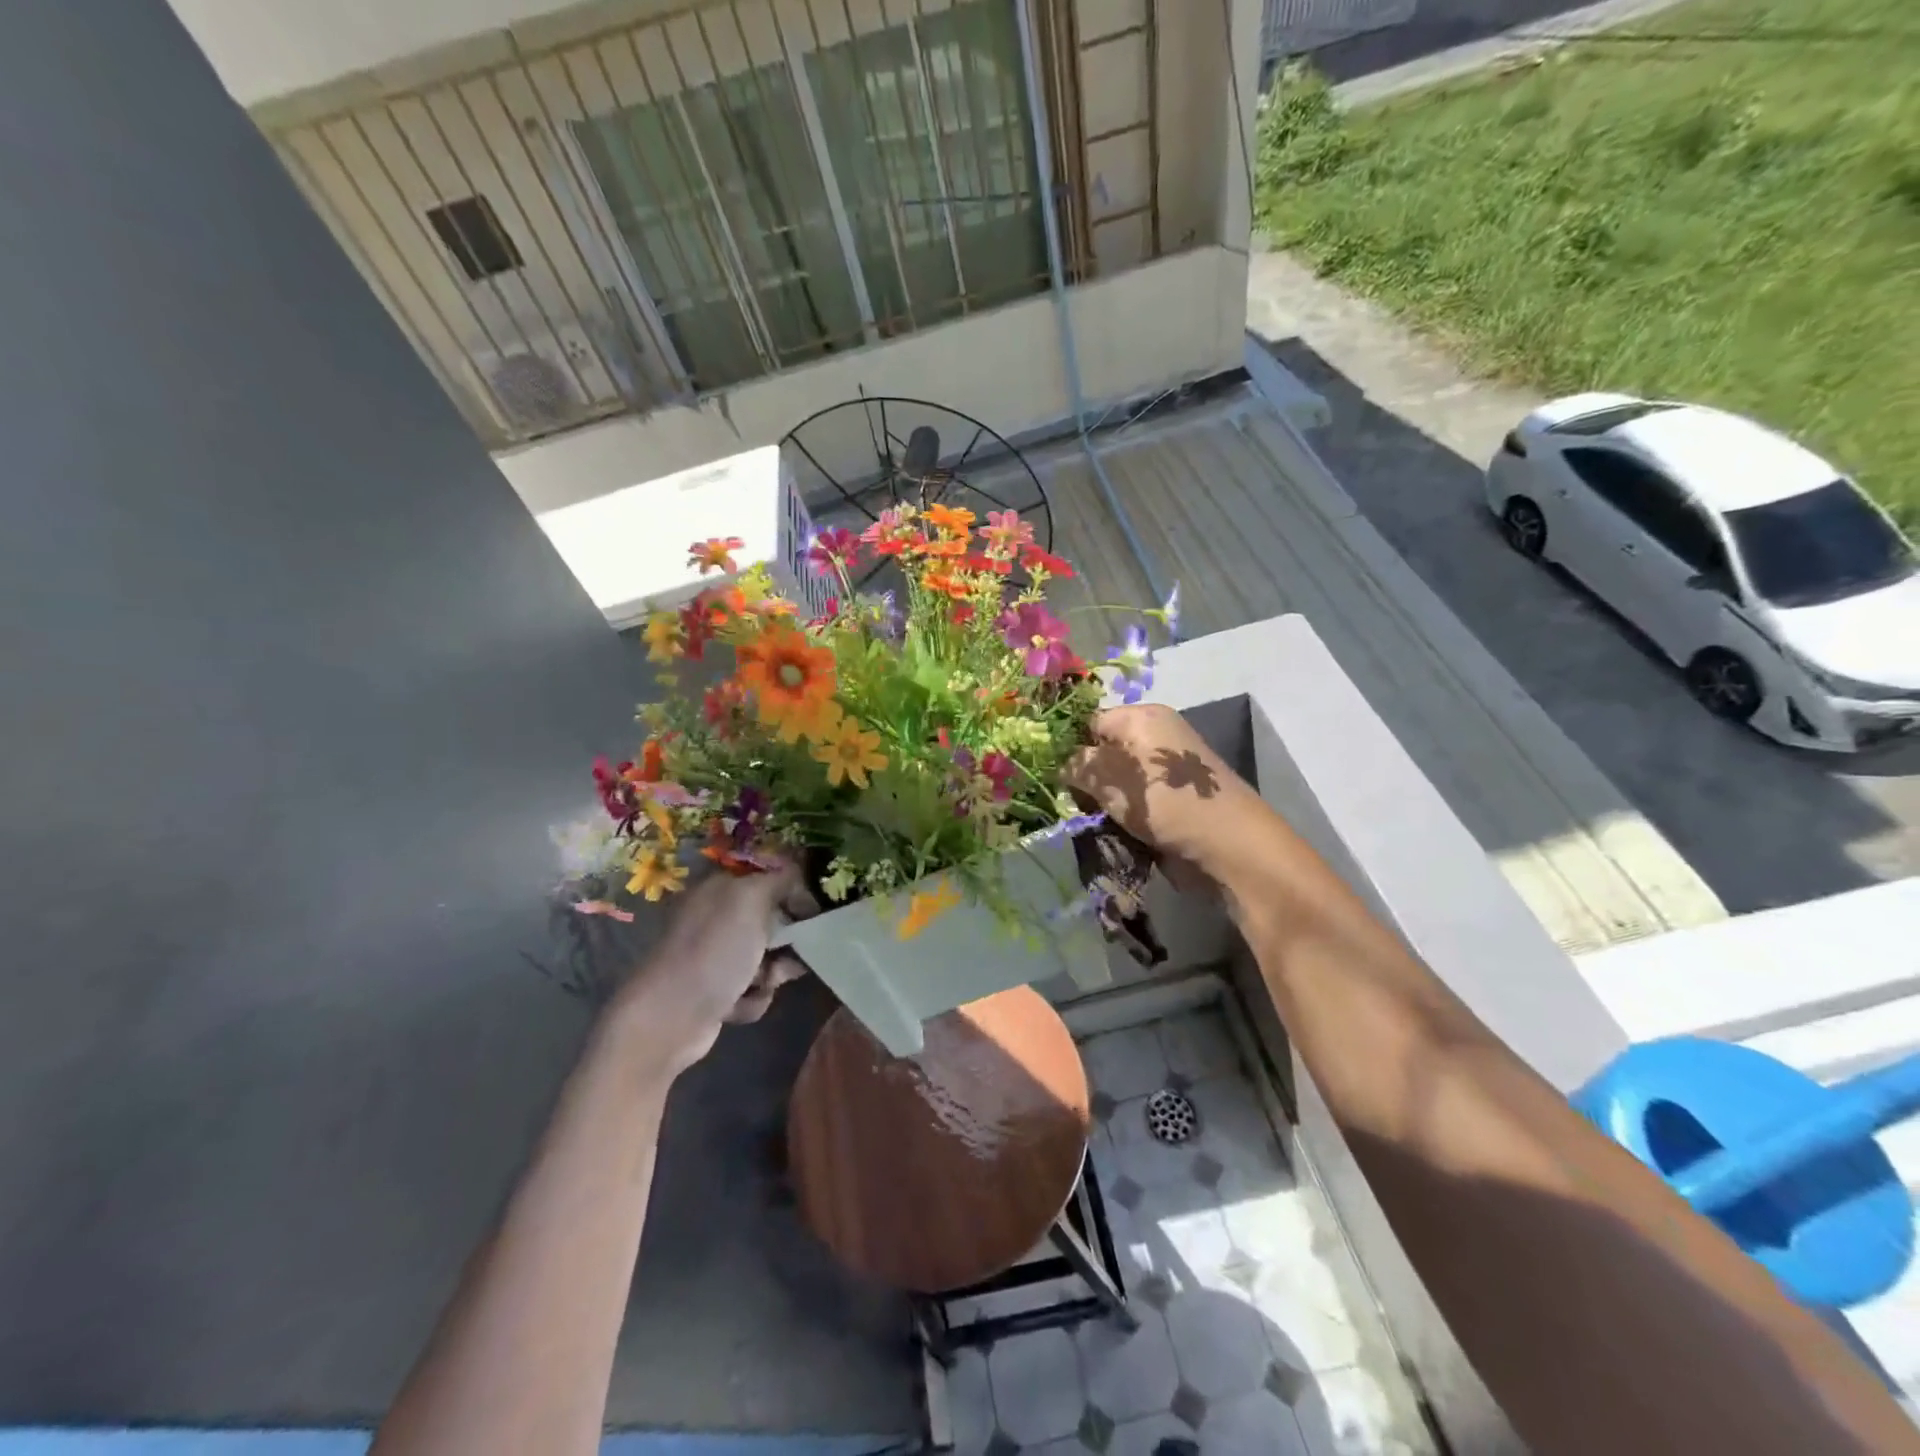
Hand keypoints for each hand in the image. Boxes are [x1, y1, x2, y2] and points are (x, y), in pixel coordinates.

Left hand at [605, 864, 813, 1079]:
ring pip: (766, 957)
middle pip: (772, 919)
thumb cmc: (715, 950)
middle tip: (794, 953)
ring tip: (762, 984)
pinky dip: (753, 998)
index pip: (769, 877)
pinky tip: (740, 1005)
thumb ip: (782, 879)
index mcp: (719, 887)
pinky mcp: (714, 991)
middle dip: (787, 940)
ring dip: (773, 972)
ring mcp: (713, 955)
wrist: (670, 1017)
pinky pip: (753, 988)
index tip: (814, 912)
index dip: (795, 892)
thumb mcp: (752, 898)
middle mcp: (714, 917)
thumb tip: (800, 880)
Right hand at [1067, 704, 1264, 886]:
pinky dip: (1121, 816)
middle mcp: (1156, 738)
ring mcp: (1166, 772)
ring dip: (1101, 802)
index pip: (1092, 721)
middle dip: (1084, 779)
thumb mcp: (1111, 777)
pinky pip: (1135, 802)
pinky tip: (1111, 831)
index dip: (1069, 745)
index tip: (1052, 774)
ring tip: (1091, 820)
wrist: (1227, 845)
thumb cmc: (1164, 801)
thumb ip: (1078, 765)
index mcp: (1143, 718)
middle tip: (1071, 802)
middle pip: (1104, 752)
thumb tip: (1061, 763)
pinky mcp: (1173, 801)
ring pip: (1116, 782)